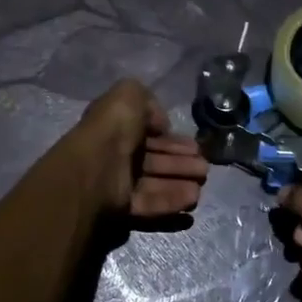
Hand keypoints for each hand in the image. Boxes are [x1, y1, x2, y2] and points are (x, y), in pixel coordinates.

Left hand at [65, 79, 208, 218]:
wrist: (96, 167)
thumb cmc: (113, 128)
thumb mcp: (129, 95)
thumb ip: (148, 102)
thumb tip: (160, 125)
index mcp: (117, 128)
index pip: (149, 135)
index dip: (173, 140)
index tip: (195, 146)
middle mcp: (118, 154)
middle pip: (155, 160)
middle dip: (182, 162)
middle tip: (204, 166)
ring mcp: (119, 182)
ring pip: (155, 182)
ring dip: (181, 181)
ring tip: (202, 181)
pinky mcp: (122, 207)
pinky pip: (150, 203)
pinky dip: (171, 200)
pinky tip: (192, 197)